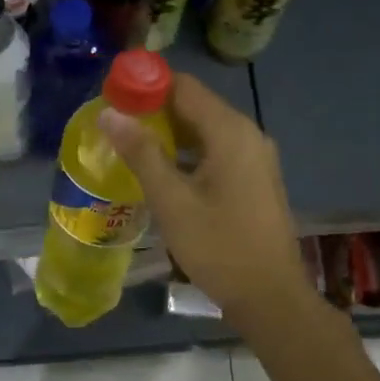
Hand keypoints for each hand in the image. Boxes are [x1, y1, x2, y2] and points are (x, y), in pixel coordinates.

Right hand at [98, 73, 317, 329]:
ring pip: (205, 130)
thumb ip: (141, 153)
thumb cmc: (218, 247)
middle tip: (114, 124)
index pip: (183, 86)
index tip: (112, 94)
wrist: (270, 296)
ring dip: (169, 133)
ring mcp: (255, 156)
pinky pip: (216, 150)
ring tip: (130, 146)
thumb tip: (109, 113)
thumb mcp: (172, 201)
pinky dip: (188, 152)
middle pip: (195, 105)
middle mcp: (247, 134)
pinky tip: (162, 171)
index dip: (146, 84)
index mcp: (230, 131)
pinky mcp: (255, 178)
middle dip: (154, 110)